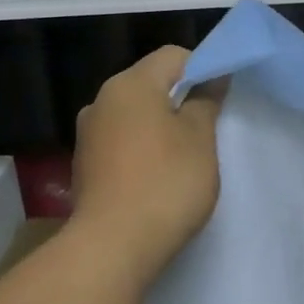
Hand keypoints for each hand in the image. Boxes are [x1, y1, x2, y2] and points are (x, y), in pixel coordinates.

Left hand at [71, 46, 223, 283]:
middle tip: (207, 131)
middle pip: (150, 84)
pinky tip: (155, 180)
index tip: (220, 100)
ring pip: (134, 116)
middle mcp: (101, 101)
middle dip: (180, 101)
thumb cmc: (165, 183)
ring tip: (182, 159)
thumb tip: (212, 76)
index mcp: (130, 84)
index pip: (173, 56)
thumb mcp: (199, 139)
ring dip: (159, 128)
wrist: (112, 247)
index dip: (202, 69)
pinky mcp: (83, 166)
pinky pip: (120, 144)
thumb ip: (205, 101)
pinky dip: (140, 151)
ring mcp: (88, 135)